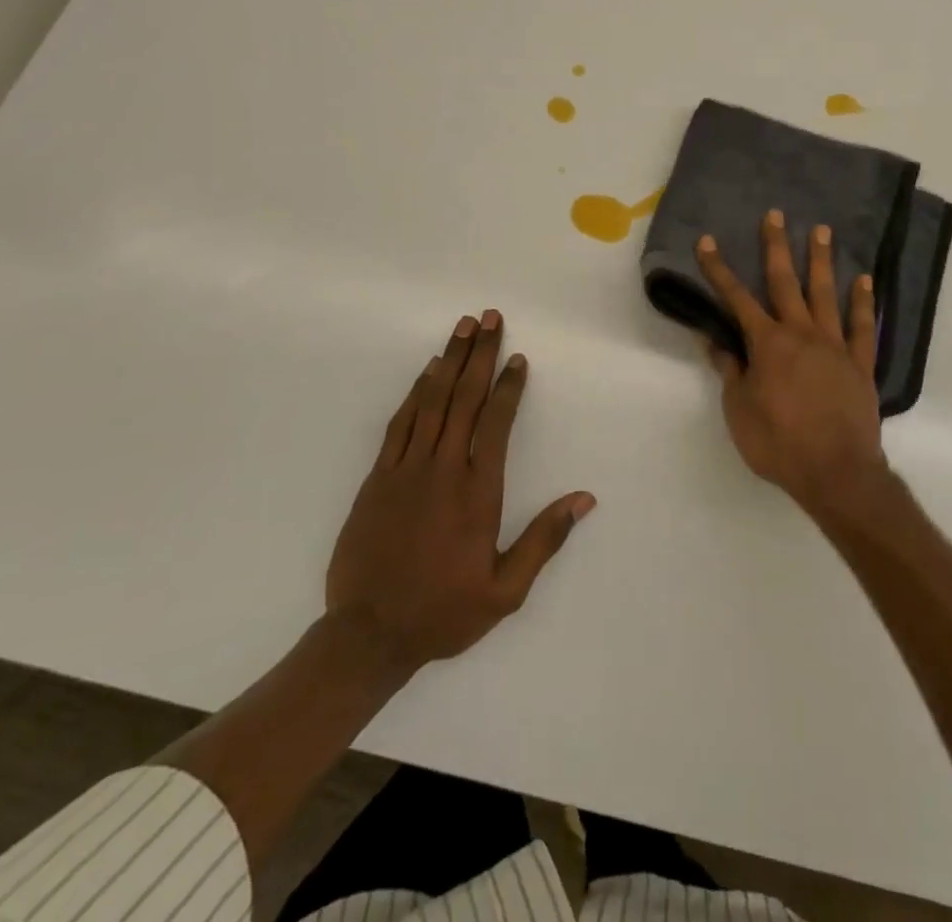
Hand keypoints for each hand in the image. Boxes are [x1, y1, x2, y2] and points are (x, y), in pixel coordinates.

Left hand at [325, 311, 595, 672]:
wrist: (367, 635)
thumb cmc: (443, 613)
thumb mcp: (506, 590)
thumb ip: (544, 540)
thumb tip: (584, 499)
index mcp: (478, 492)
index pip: (496, 423)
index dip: (509, 386)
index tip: (518, 358)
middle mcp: (444, 469)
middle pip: (465, 398)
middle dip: (481, 354)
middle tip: (490, 317)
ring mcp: (406, 469)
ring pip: (432, 401)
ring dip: (450, 360)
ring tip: (463, 327)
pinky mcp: (378, 477)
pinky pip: (401, 422)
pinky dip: (416, 391)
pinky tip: (428, 371)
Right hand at [694, 210, 886, 514]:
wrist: (837, 473)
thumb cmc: (779, 444)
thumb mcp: (739, 411)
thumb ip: (730, 371)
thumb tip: (714, 339)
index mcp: (767, 345)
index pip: (736, 299)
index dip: (718, 269)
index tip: (707, 241)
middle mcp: (801, 334)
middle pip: (785, 282)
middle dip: (776, 247)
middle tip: (776, 214)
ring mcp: (835, 345)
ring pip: (826, 294)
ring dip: (821, 261)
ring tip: (822, 230)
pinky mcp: (861, 363)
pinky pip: (863, 326)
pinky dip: (863, 302)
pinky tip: (864, 280)